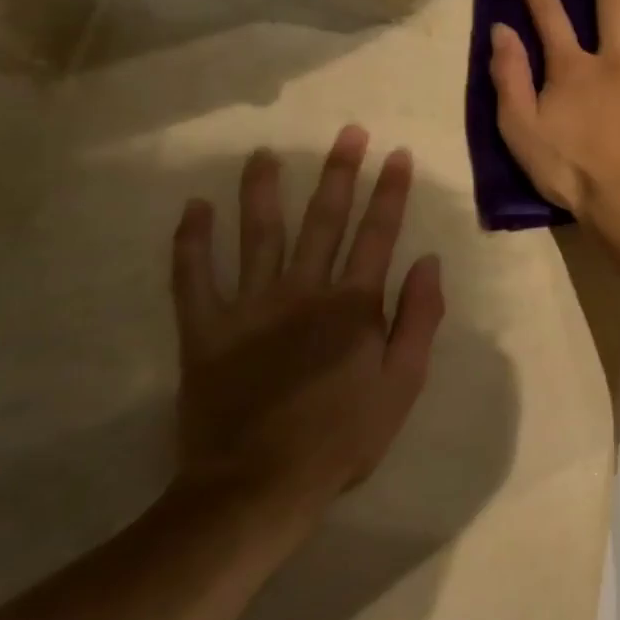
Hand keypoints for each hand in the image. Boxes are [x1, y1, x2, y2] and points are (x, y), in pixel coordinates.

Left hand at [169, 129, 443, 535]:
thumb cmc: (343, 437)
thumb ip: (419, 319)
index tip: (396, 155)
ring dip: (264, 190)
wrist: (258, 486)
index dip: (390, 192)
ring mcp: (250, 306)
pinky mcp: (205, 330)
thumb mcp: (403, 383)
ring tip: (265, 154)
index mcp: (353, 305)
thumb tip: (428, 262)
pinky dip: (191, 241)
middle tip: (348, 133)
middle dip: (339, 174)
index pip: (378, 234)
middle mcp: (303, 291)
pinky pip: (193, 277)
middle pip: (324, 221)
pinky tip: (194, 208)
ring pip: (258, 234)